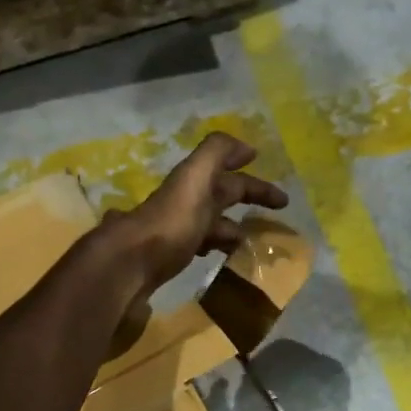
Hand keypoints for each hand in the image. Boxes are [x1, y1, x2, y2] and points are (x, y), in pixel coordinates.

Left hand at [108, 132, 289, 296]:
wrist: (129, 264)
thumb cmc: (171, 221)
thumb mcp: (196, 177)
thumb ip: (217, 153)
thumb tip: (246, 146)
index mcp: (193, 183)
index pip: (229, 177)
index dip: (254, 182)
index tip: (281, 196)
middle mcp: (184, 203)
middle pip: (221, 198)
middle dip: (248, 202)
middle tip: (278, 221)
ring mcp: (175, 232)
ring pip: (211, 225)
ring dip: (233, 229)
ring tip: (256, 245)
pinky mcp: (169, 259)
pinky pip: (200, 248)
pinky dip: (216, 250)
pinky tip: (225, 262)